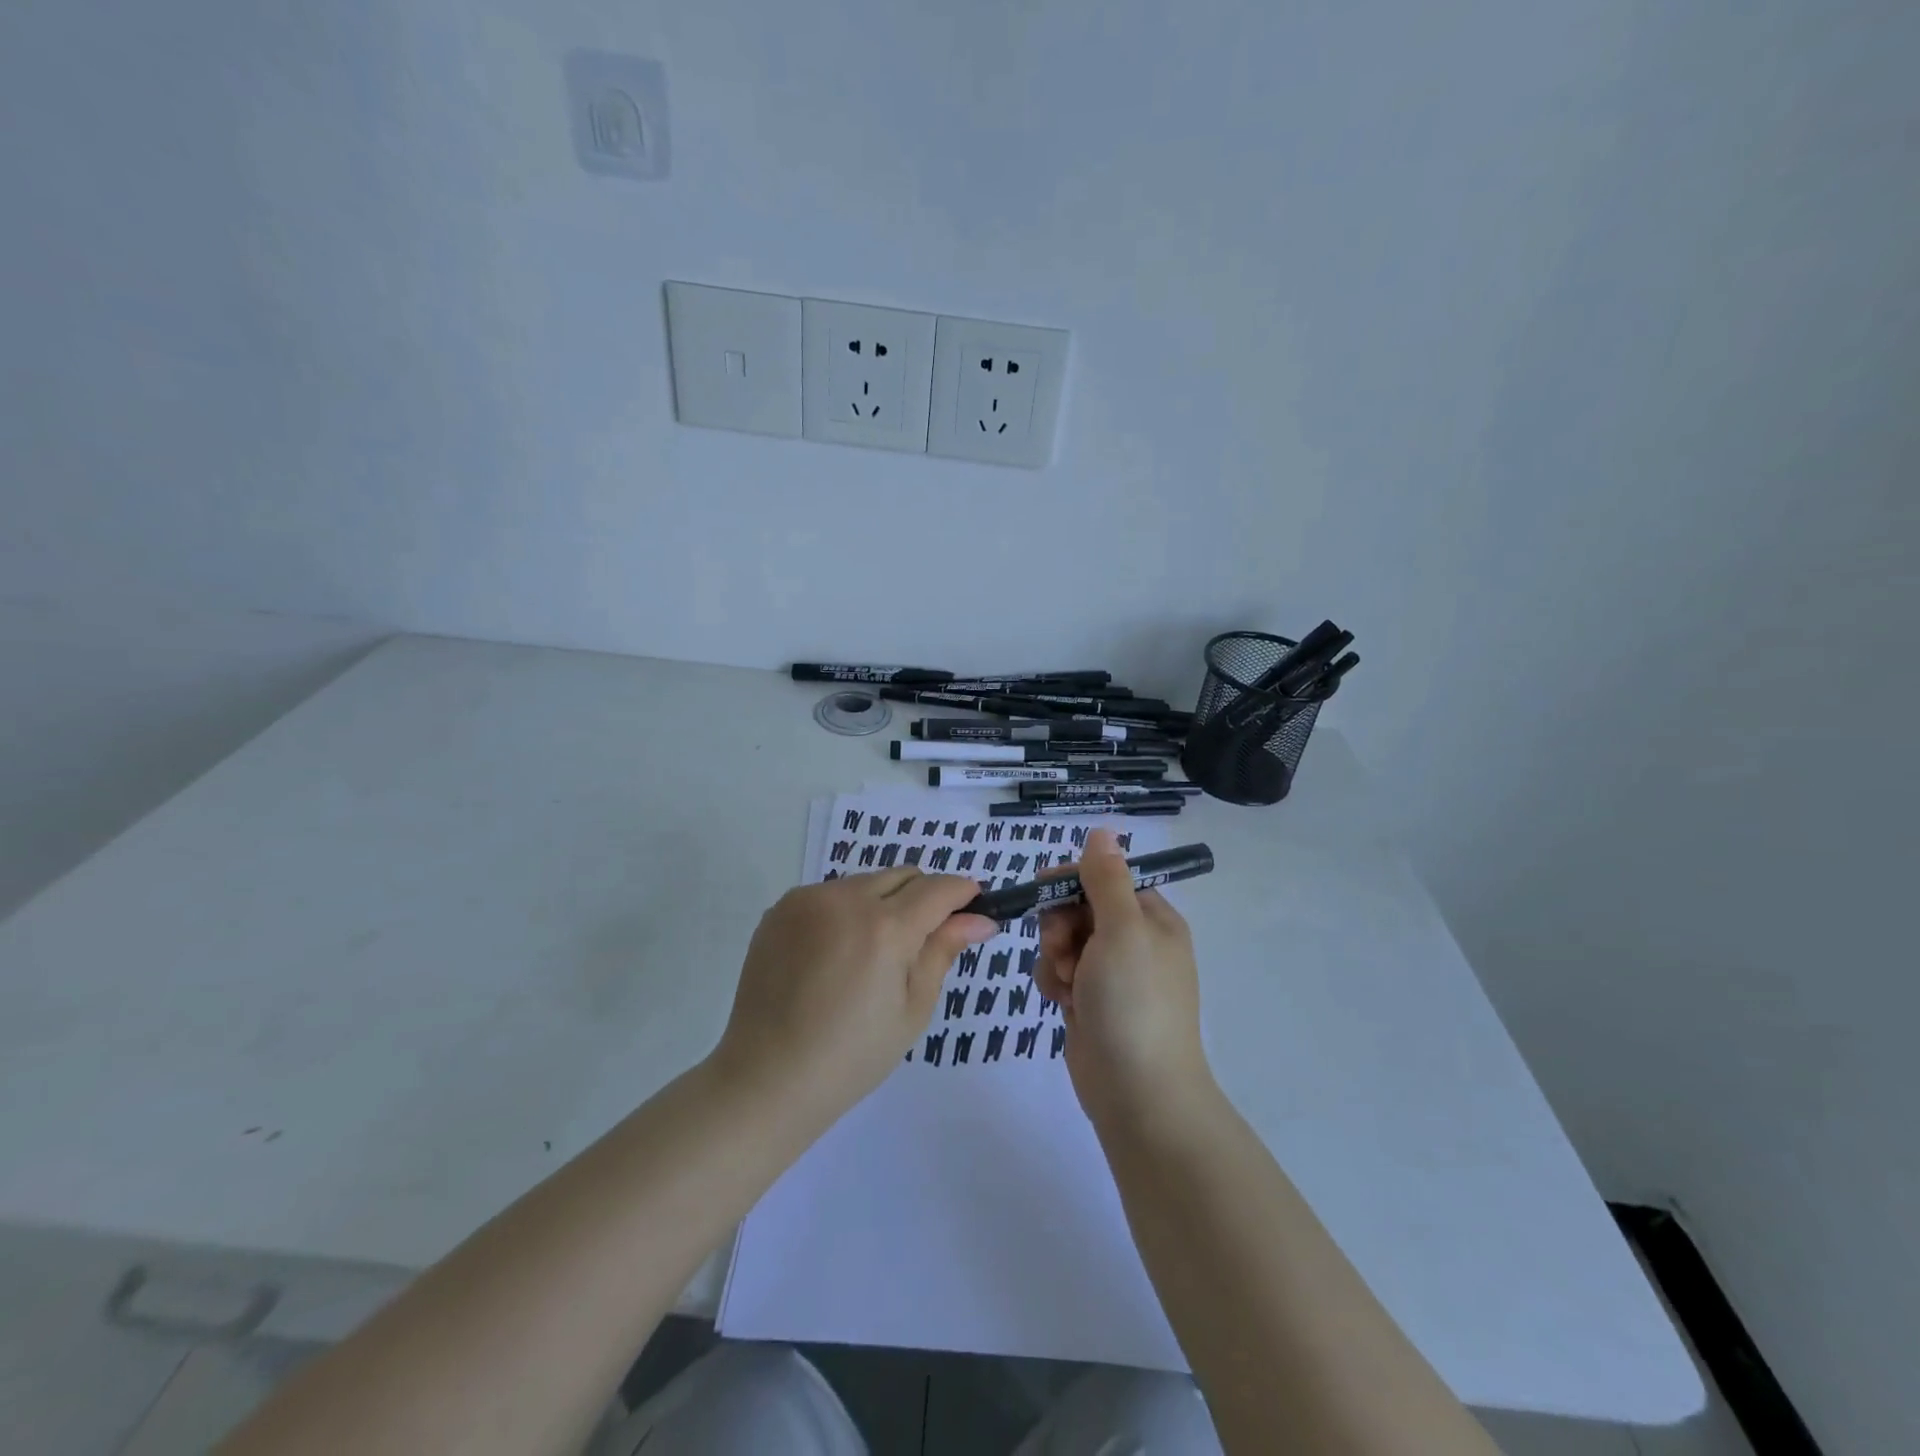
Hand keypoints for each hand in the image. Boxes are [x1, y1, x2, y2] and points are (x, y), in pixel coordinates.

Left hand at [711, 868, 998, 1122]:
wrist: (766, 1078)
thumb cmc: (852, 1056)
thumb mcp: (912, 1009)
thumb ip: (943, 951)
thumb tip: (981, 919)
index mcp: (885, 928)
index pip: (938, 889)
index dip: (963, 893)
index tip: (975, 908)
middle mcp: (845, 899)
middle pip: (903, 876)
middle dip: (923, 897)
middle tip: (921, 942)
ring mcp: (807, 899)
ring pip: (865, 882)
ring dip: (883, 903)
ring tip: (872, 955)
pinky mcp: (780, 908)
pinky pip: (830, 894)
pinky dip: (845, 911)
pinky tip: (835, 954)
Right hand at [1034, 828, 1213, 1127]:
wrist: (1139, 1094)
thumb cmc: (1134, 1002)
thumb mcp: (1123, 929)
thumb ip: (1106, 879)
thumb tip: (1103, 830)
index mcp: (1152, 919)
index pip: (1105, 878)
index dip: (1073, 881)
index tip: (1045, 890)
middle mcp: (1135, 942)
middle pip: (1080, 908)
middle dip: (1061, 925)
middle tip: (1063, 948)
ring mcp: (1112, 975)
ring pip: (1064, 941)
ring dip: (1055, 956)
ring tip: (1066, 983)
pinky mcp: (1091, 1003)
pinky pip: (1060, 973)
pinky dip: (1055, 982)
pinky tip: (1061, 1003)